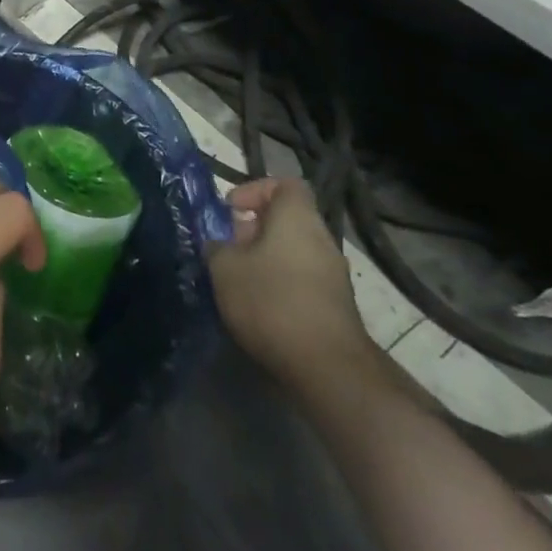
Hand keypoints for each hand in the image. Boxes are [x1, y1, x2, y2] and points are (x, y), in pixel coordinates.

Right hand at [207, 177, 373, 394]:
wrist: (326, 366)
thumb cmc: (270, 300)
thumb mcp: (224, 267)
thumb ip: (217, 246)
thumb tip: (219, 244)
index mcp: (297, 217)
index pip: (284, 184)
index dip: (255, 189)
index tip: (231, 210)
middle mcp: (321, 239)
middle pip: (286, 220)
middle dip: (253, 229)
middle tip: (226, 248)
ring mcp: (333, 274)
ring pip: (292, 251)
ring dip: (264, 259)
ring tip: (237, 280)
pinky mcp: (335, 305)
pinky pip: (302, 279)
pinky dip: (280, 284)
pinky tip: (257, 306)